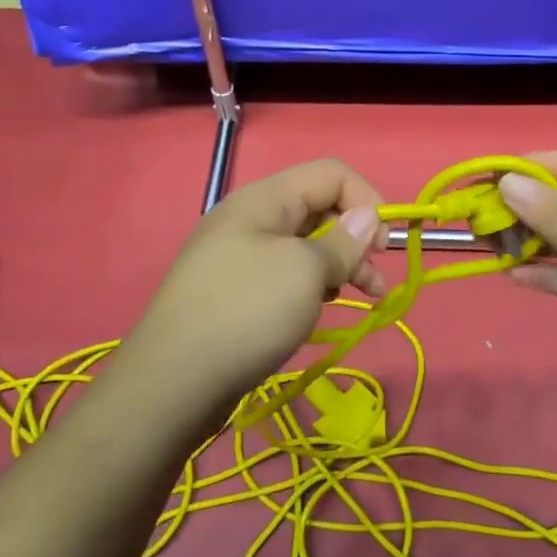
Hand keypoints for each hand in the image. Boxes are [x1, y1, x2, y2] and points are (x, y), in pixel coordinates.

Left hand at [115, 159, 387, 442]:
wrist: (173, 383)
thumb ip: (344, 241)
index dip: (366, 199)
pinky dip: (312, 286)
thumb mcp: (306, 272)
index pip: (331, 174)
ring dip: (339, 265)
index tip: (384, 245)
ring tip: (362, 298)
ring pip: (305, 245)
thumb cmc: (247, 314)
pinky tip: (318, 312)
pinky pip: (285, 274)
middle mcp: (250, 219)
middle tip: (375, 279)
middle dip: (356, 238)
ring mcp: (239, 256)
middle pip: (319, 208)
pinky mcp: (235, 291)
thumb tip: (368, 217)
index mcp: (264, 199)